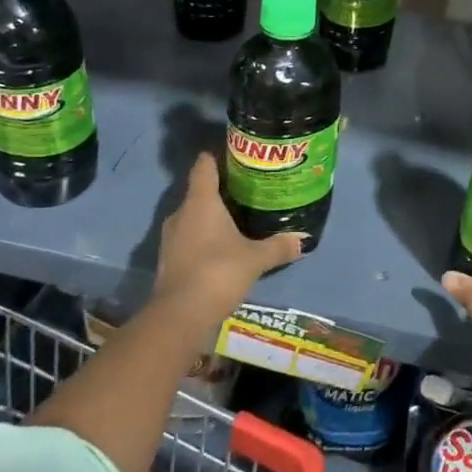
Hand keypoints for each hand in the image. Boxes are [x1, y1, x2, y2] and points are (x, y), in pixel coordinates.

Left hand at [153, 154, 301, 340]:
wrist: (179, 315)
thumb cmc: (218, 272)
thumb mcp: (256, 259)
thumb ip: (279, 246)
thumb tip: (303, 239)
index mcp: (201, 202)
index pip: (204, 165)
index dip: (218, 156)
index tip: (237, 156)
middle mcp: (181, 213)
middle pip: (199, 190)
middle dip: (221, 189)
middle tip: (248, 190)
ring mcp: (171, 237)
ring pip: (193, 215)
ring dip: (211, 215)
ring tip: (238, 217)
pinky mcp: (168, 258)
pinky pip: (188, 236)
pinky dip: (203, 236)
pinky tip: (223, 246)